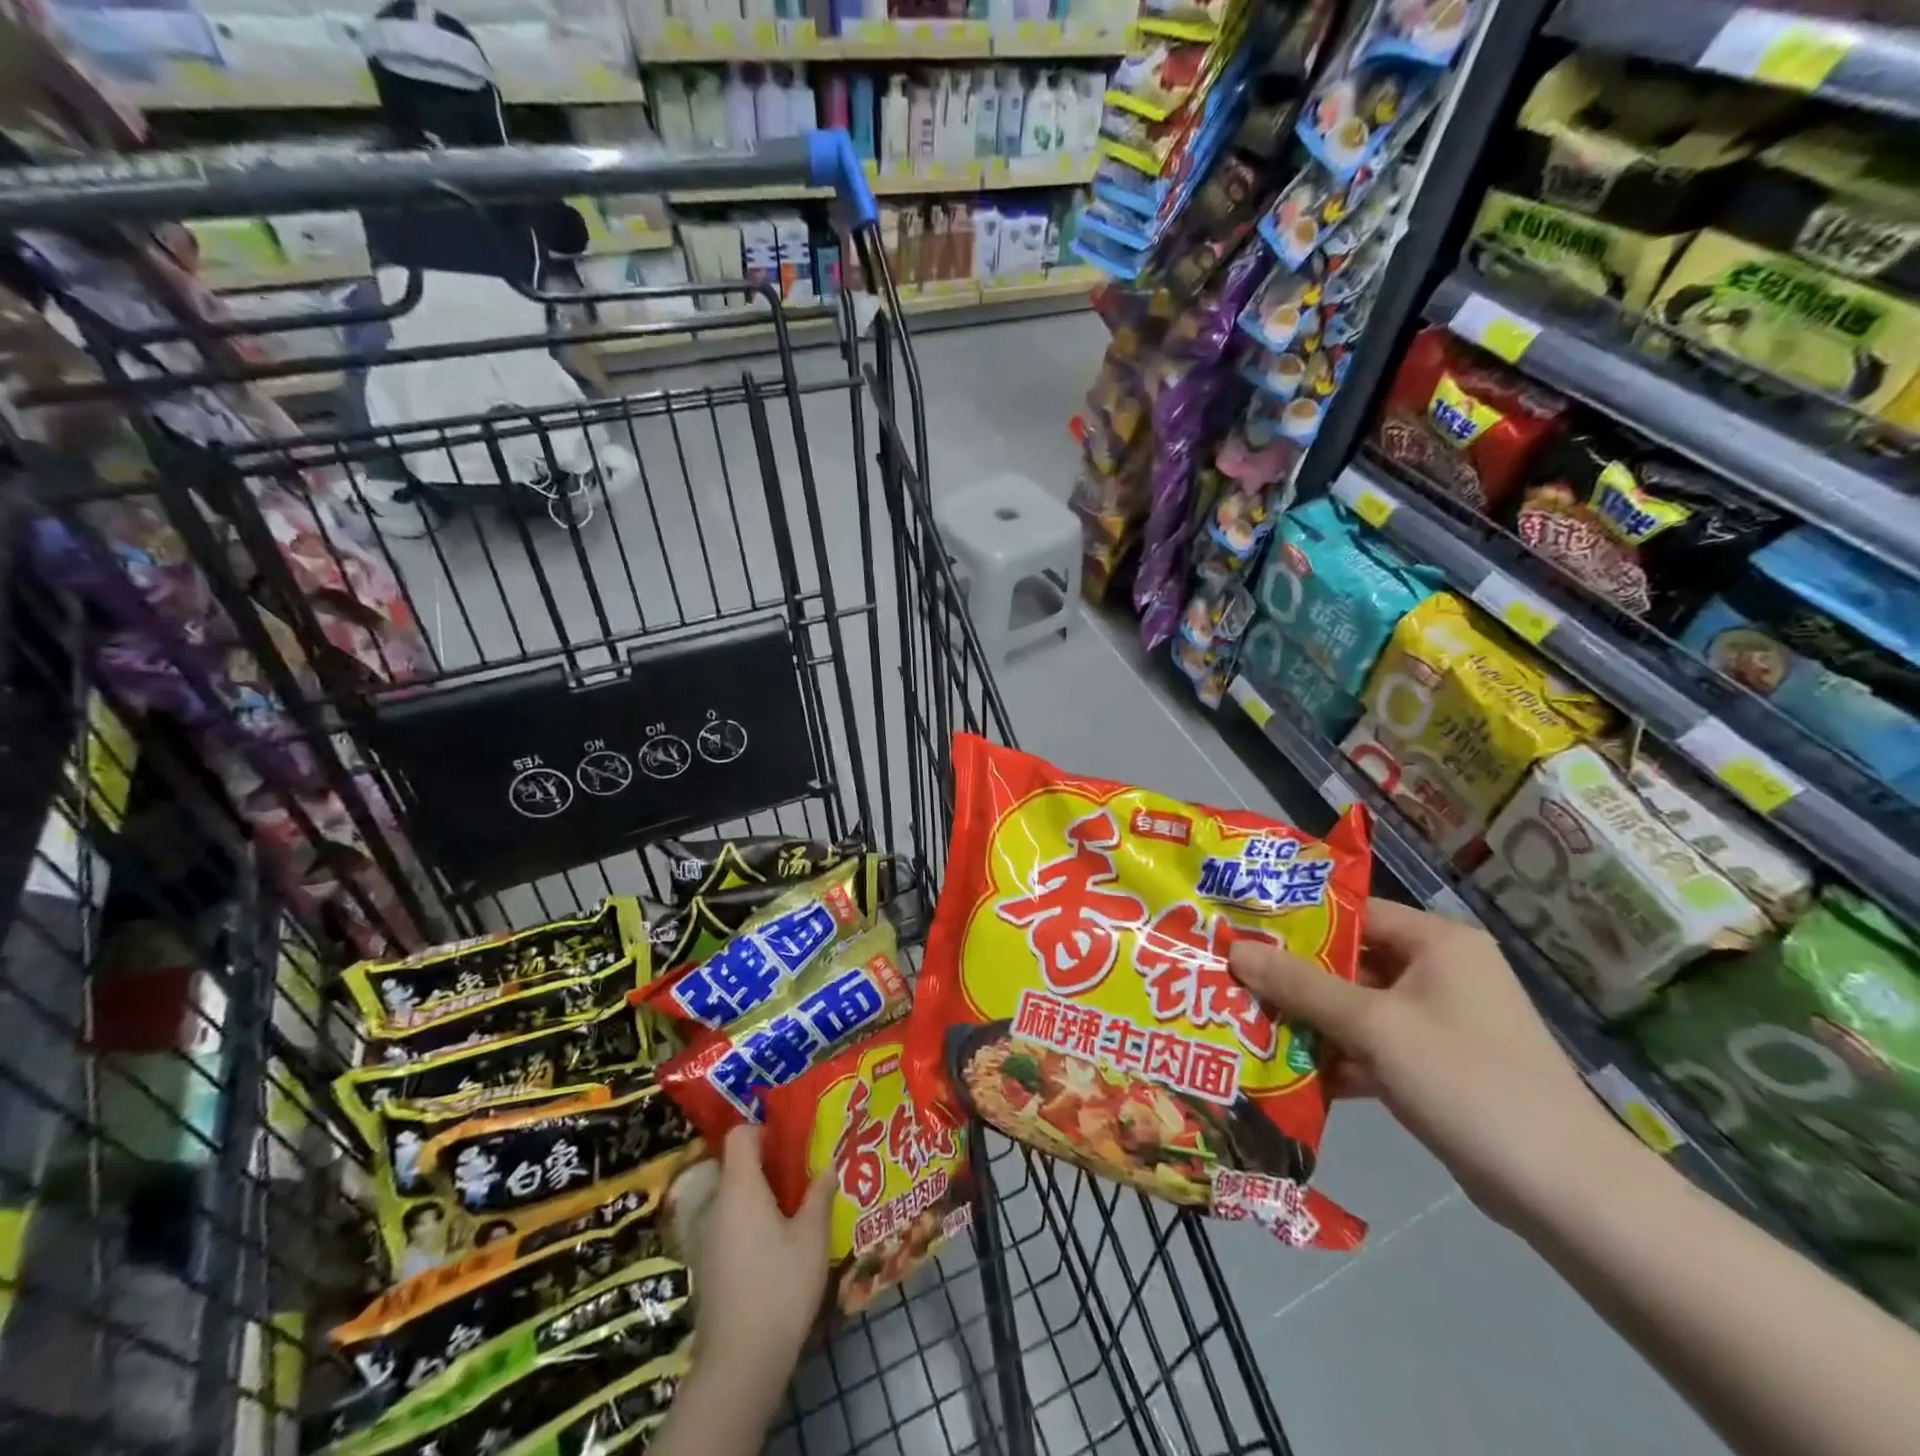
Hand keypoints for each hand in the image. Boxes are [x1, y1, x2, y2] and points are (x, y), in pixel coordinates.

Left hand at [689, 1125, 833, 1389]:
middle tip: (803, 1175)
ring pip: (733, 1199)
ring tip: (796, 1210)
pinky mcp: (706, 1267)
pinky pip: (728, 1226)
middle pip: (737, 1167)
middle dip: (769, 1166)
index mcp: (740, 1187)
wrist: (740, 1363)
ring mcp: (707, 1238)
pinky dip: (750, 1224)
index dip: (763, 1130)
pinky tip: (777, 1247)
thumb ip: (819, 1195)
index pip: (739, 1136)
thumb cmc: (780, 1286)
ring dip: (761, 1197)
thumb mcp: (812, 1237)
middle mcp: (716, 1205)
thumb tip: (828, 1166)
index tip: (791, 1142)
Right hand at [1229, 898, 1639, 1228]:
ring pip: (1359, 1006)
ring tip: (1248, 1022)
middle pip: (1352, 961)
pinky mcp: (1440, 1066)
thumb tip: (1235, 950)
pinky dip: (1339, 1055)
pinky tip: (1290, 1071)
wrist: (1565, 1192)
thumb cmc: (1466, 1080)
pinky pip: (1375, 1045)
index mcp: (1438, 942)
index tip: (1242, 933)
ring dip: (1311, 1019)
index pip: (1354, 912)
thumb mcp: (1374, 1026)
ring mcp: (1443, 1021)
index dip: (1296, 921)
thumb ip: (1301, 986)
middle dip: (1295, 976)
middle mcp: (1442, 971)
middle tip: (1235, 979)